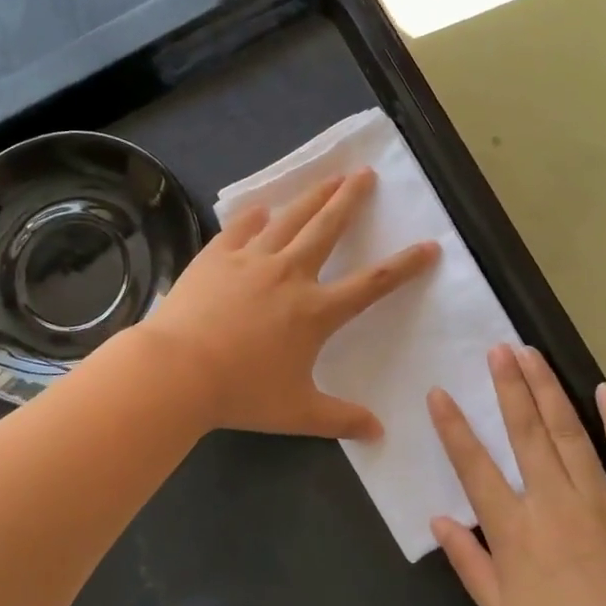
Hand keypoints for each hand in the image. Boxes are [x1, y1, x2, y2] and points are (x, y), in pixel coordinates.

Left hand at [136, 169, 438, 437]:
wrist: (177, 370)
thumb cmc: (241, 393)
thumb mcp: (297, 413)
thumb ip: (341, 419)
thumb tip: (379, 432)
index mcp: (315, 311)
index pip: (373, 283)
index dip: (405, 265)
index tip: (429, 245)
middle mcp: (289, 274)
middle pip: (328, 227)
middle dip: (351, 199)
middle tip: (365, 173)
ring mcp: (250, 260)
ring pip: (290, 218)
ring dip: (313, 195)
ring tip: (330, 176)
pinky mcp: (216, 256)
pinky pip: (241, 228)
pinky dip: (254, 217)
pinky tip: (261, 208)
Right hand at [427, 345, 605, 605]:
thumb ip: (469, 562)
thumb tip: (439, 518)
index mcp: (515, 530)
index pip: (474, 467)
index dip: (454, 427)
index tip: (439, 393)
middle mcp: (553, 502)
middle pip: (525, 432)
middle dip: (509, 386)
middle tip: (498, 349)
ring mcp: (601, 499)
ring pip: (569, 432)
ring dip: (548, 389)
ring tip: (532, 355)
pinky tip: (605, 390)